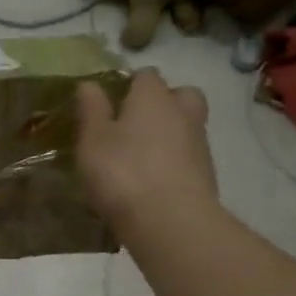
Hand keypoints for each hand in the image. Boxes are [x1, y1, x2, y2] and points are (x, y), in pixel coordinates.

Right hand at [76, 69, 219, 234]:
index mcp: (153, 96)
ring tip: (140, 159)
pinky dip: (174, 162)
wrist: (169, 220)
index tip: (110, 105)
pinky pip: (187, 157)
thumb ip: (91, 110)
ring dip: (168, 135)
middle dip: (161, 104)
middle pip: (178, 95)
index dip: (128, 86)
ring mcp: (199, 142)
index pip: (145, 75)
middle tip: (135, 126)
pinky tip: (153, 182)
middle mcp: (182, 111)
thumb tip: (89, 83)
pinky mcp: (206, 173)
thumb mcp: (92, 141)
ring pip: (186, 126)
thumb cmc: (122, 173)